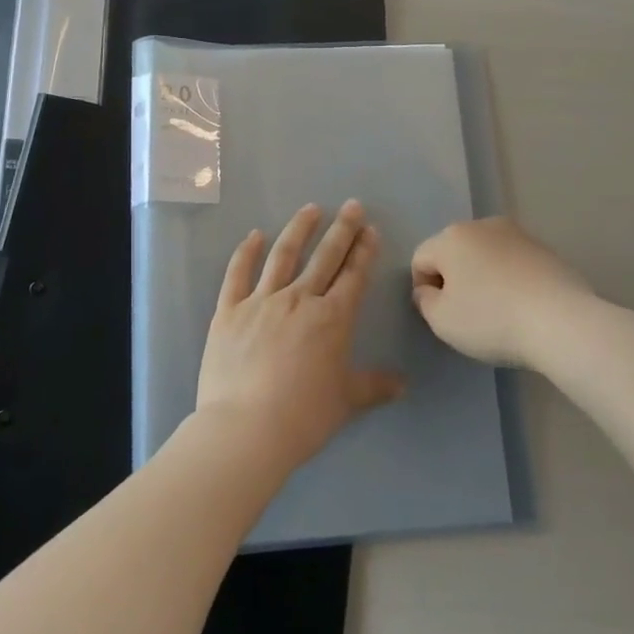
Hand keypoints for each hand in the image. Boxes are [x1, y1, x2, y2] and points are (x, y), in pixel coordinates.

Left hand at [197, 201, 406, 471]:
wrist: (247, 428)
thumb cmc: (304, 416)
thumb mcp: (346, 401)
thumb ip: (374, 387)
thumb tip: (403, 384)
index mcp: (332, 319)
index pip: (353, 276)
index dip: (364, 251)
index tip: (370, 229)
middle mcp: (300, 300)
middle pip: (325, 258)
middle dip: (342, 230)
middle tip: (352, 206)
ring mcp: (261, 301)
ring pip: (283, 256)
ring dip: (299, 230)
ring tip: (310, 209)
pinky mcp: (229, 311)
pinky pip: (238, 274)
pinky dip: (246, 252)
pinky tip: (255, 235)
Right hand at [411, 217, 593, 369]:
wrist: (561, 322)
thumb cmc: (491, 319)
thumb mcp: (442, 321)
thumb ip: (424, 301)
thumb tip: (429, 289)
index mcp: (451, 237)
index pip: (421, 259)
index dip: (424, 289)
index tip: (444, 315)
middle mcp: (482, 225)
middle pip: (454, 252)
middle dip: (455, 279)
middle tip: (468, 314)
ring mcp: (518, 234)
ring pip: (486, 255)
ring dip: (484, 277)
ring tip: (499, 311)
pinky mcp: (545, 249)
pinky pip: (514, 263)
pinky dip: (511, 280)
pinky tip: (523, 306)